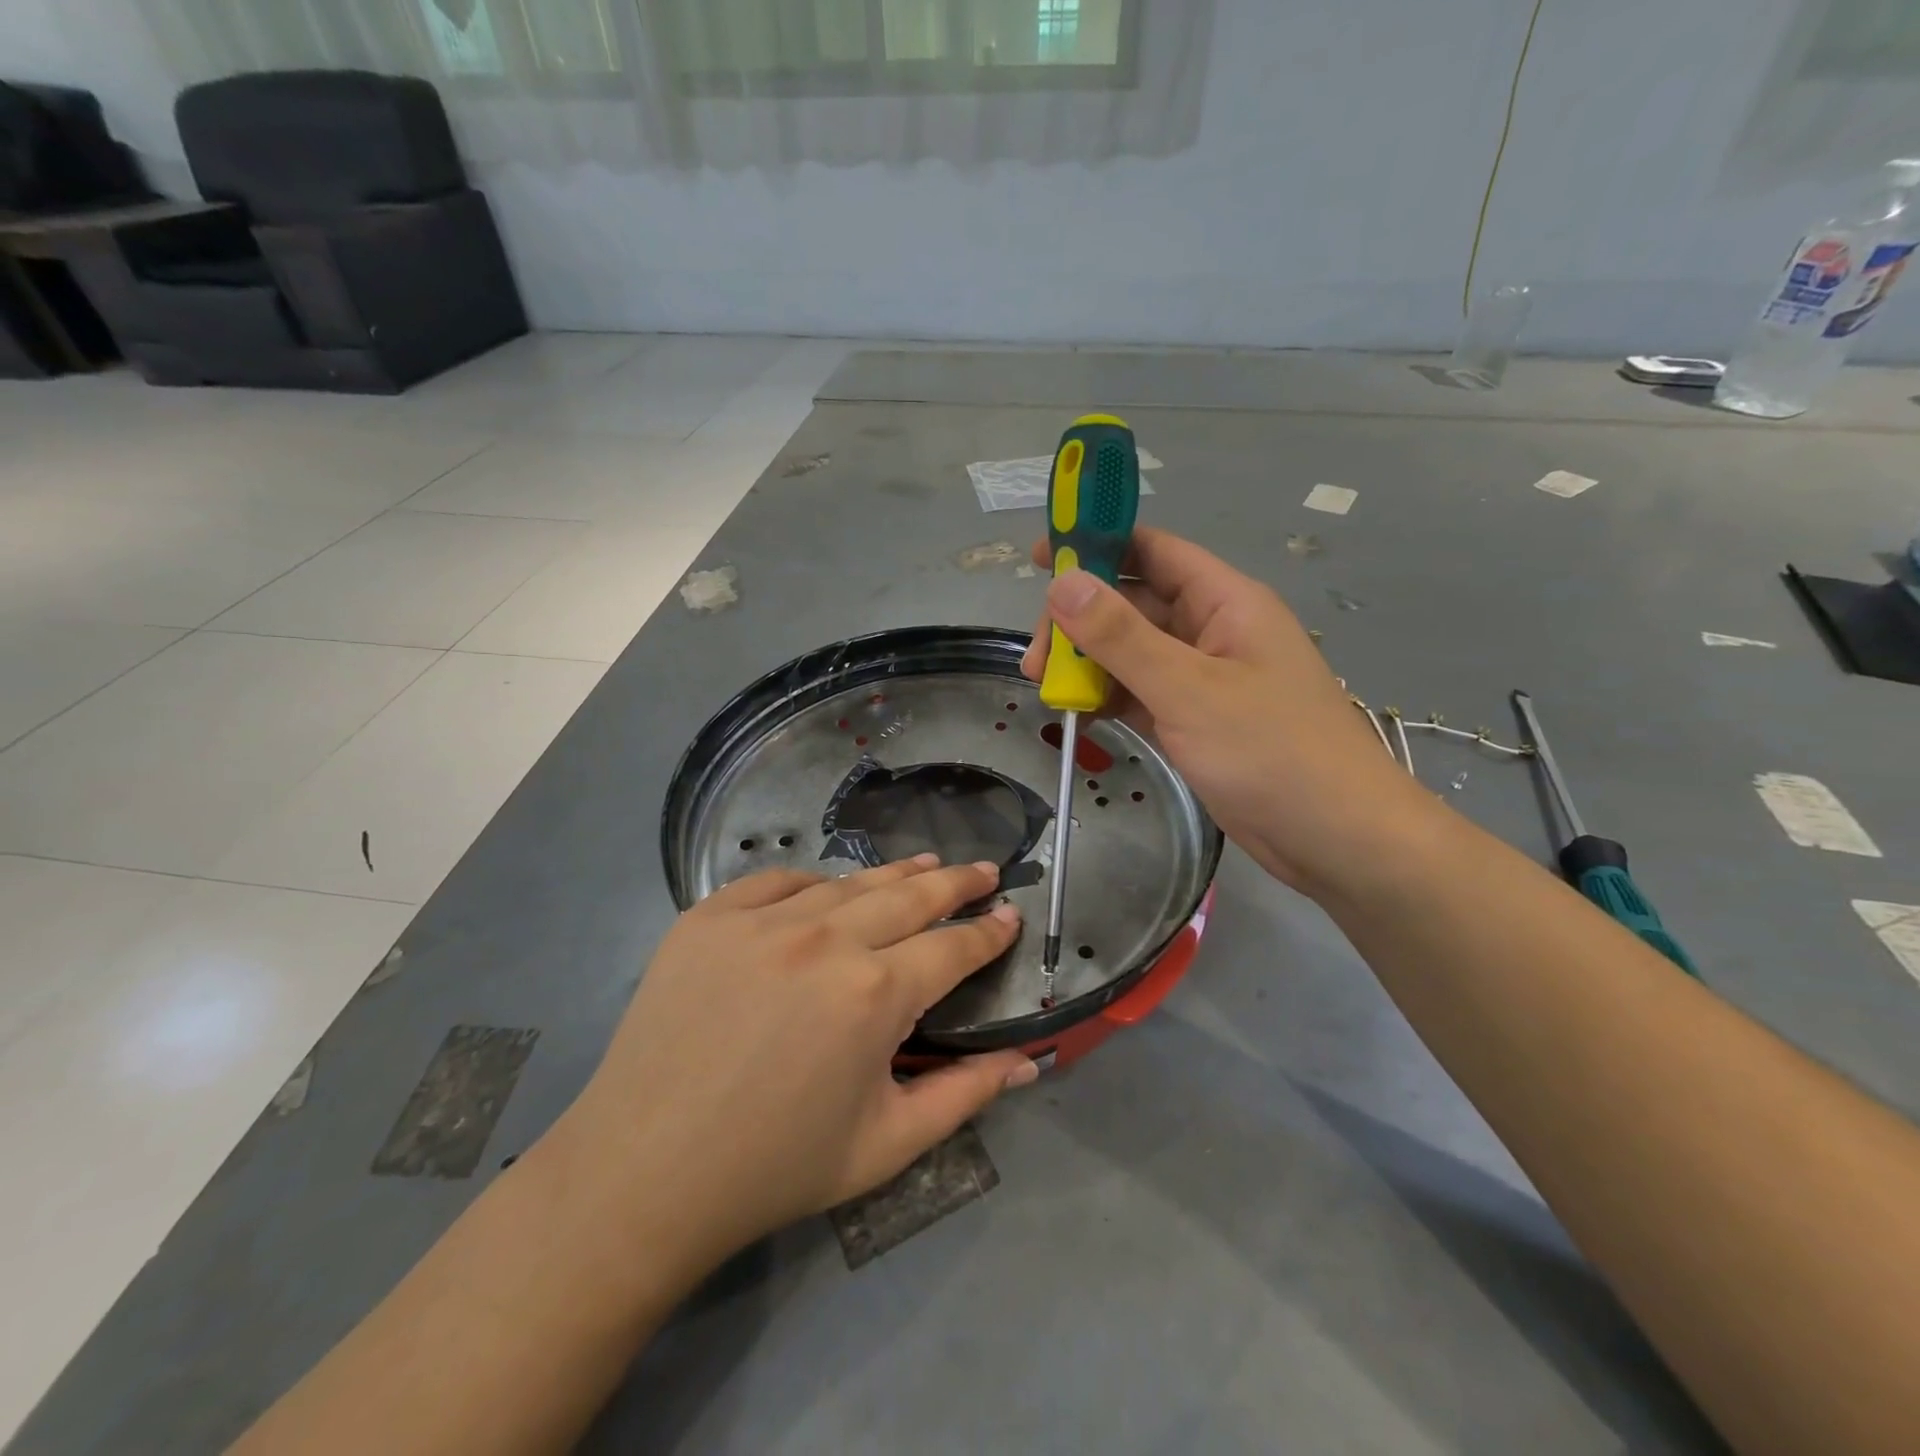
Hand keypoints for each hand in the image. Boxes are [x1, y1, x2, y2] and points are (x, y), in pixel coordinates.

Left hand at [558, 857, 1035, 1267]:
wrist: (642, 1174)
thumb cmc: (776, 1167)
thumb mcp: (888, 1144)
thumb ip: (965, 1095)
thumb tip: (1030, 1061)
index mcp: (875, 993)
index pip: (953, 946)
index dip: (988, 931)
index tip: (1010, 914)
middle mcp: (825, 939)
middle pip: (910, 895)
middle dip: (956, 882)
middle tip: (983, 870)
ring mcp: (761, 920)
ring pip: (846, 883)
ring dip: (893, 875)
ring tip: (923, 865)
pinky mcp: (708, 917)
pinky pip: (775, 882)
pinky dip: (810, 883)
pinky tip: (825, 889)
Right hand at [1021, 528, 1442, 896]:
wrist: (1337, 838)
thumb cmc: (1272, 752)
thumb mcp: (1188, 688)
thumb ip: (1121, 636)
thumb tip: (1062, 581)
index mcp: (1224, 602)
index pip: (1153, 552)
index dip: (1096, 545)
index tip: (1038, 560)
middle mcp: (1212, 632)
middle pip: (1133, 606)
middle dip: (1080, 624)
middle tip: (1037, 661)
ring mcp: (1203, 680)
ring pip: (1132, 654)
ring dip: (1088, 666)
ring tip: (1047, 690)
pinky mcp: (1195, 721)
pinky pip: (1140, 694)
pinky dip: (1108, 699)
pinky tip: (1077, 715)